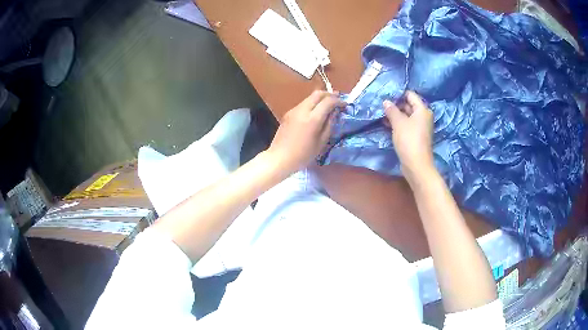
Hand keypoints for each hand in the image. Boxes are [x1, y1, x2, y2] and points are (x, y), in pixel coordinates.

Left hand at [267, 90, 345, 173]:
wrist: (279, 158)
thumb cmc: (303, 155)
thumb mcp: (321, 142)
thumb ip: (329, 125)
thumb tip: (334, 113)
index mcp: (312, 119)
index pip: (328, 102)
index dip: (338, 101)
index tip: (345, 105)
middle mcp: (302, 110)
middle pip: (317, 94)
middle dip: (329, 94)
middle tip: (338, 99)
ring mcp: (293, 110)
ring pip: (309, 98)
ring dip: (320, 99)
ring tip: (328, 105)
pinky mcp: (288, 114)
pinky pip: (303, 104)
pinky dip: (312, 104)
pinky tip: (315, 113)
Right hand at [383, 91, 434, 182]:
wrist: (416, 164)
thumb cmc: (409, 140)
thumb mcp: (398, 122)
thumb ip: (392, 110)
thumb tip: (386, 101)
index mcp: (422, 110)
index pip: (410, 95)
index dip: (398, 94)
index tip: (386, 96)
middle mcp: (424, 117)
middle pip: (409, 105)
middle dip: (396, 105)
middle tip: (382, 106)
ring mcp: (421, 127)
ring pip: (407, 116)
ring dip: (396, 115)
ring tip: (382, 115)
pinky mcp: (417, 136)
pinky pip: (407, 125)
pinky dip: (399, 124)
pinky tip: (387, 125)